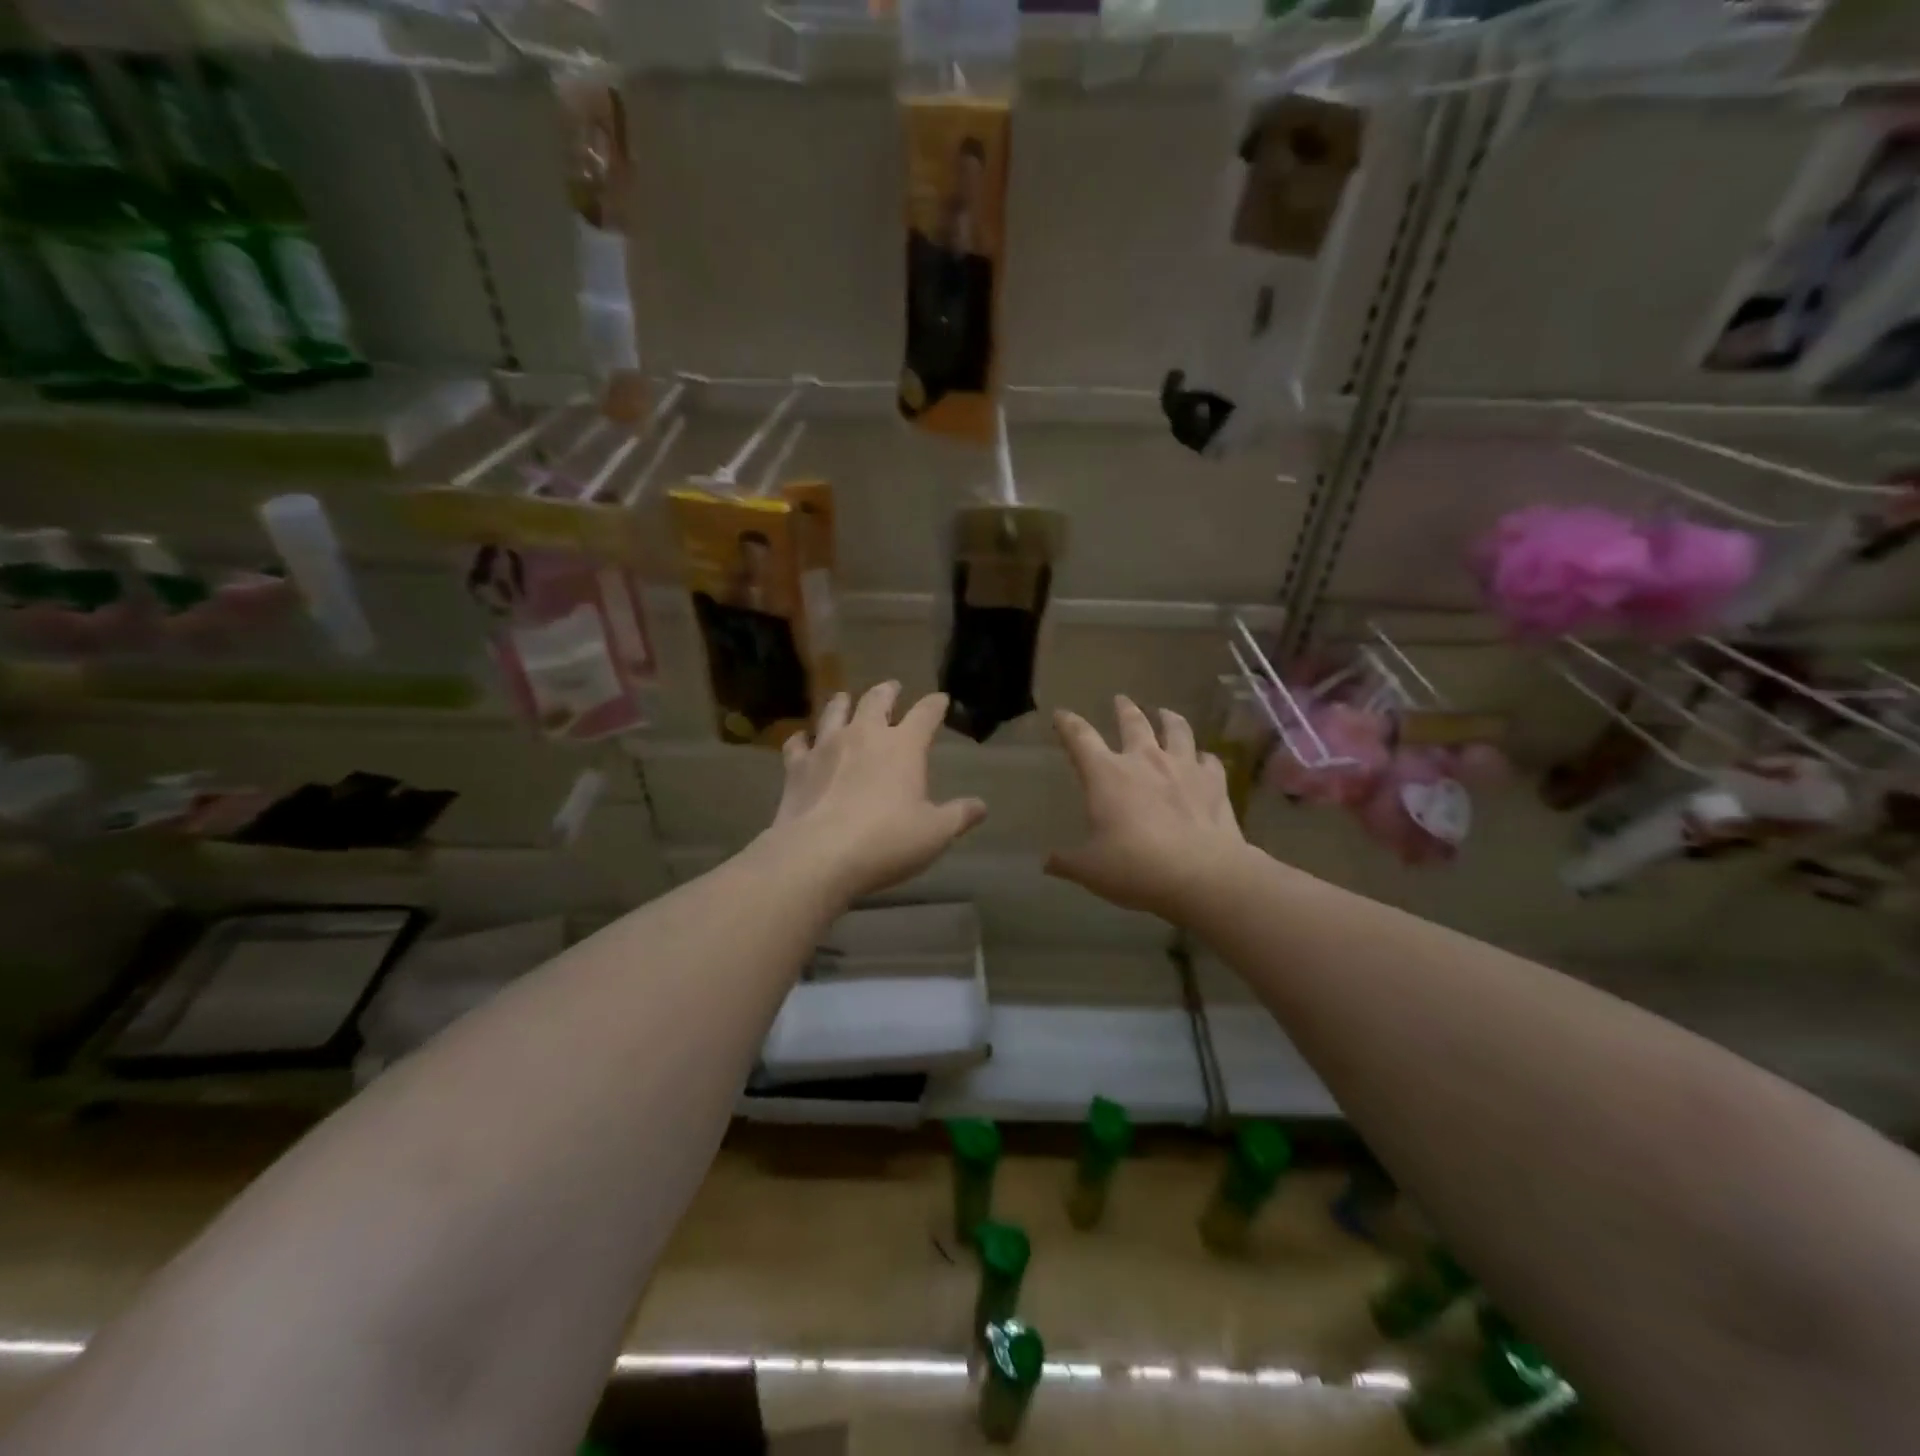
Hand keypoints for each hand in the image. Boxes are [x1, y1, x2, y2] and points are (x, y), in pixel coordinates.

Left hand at [766, 683, 987, 903]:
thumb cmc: (886, 841)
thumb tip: (981, 806)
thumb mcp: (934, 833)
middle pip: (876, 700)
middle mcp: (865, 735)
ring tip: (845, 698)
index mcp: (904, 746)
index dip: (935, 705)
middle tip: (892, 687)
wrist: (819, 855)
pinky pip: (798, 742)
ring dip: (843, 703)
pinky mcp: (797, 766)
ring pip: (835, 711)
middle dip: (887, 691)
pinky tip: (803, 740)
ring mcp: (826, 746)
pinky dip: (803, 738)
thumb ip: (959, 816)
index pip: (925, 714)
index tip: (941, 699)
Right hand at [1047, 697, 1248, 920]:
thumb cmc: (1135, 867)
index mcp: (1106, 775)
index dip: (1068, 724)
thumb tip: (1047, 862)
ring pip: (1176, 730)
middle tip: (1121, 699)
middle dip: (1124, 709)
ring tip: (1166, 713)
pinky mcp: (1214, 783)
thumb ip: (1067, 862)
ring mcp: (1183, 768)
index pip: (1080, 738)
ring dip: (1169, 718)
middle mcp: (1144, 761)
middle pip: (1133, 722)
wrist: (1202, 875)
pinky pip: (1209, 761)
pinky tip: (1204, 759)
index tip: (1061, 714)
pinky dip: (1204, 757)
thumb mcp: (1090, 869)